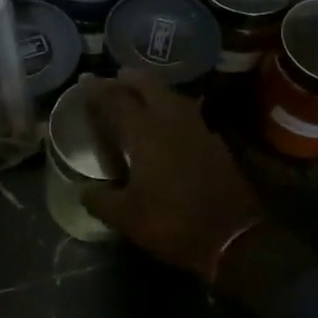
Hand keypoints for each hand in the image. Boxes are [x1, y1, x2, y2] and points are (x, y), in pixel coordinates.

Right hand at [80, 74, 263, 278]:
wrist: (234, 238)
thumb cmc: (173, 224)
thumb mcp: (127, 218)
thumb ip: (100, 200)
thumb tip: (83, 190)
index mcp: (145, 133)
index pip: (116, 100)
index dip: (98, 89)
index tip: (85, 81)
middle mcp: (170, 121)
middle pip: (148, 85)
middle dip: (129, 79)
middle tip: (115, 79)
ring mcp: (197, 129)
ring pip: (172, 96)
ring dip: (153, 90)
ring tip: (140, 94)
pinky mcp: (215, 142)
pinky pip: (188, 113)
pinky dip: (173, 109)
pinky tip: (169, 122)